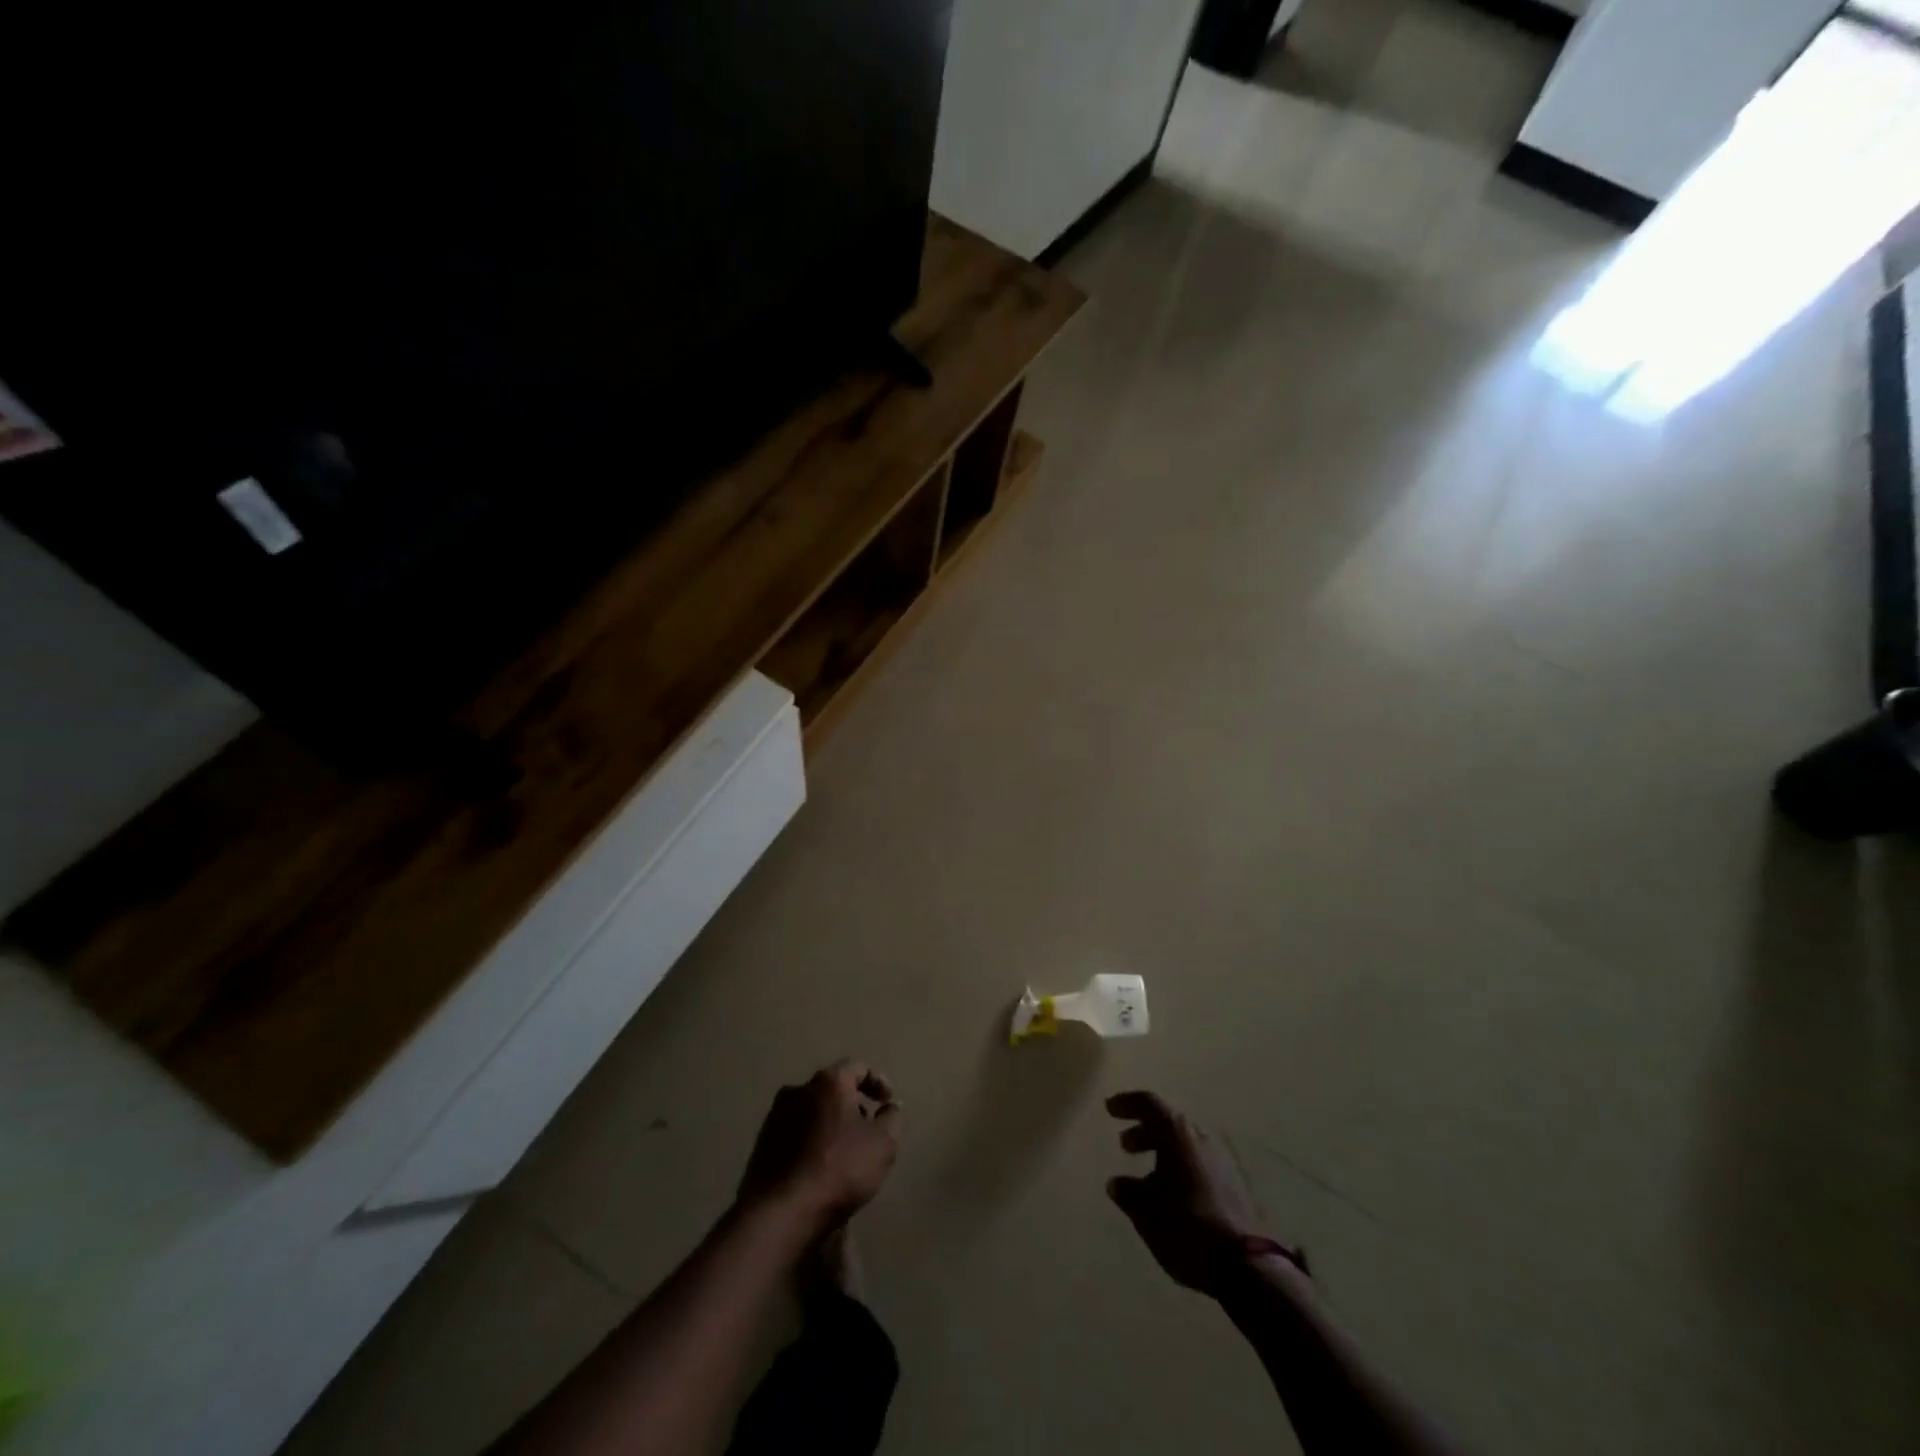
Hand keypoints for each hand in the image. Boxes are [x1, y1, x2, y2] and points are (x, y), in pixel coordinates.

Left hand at [739, 1061, 901, 1231]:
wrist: (781, 1212)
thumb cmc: (839, 1169)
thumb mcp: (882, 1144)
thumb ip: (892, 1118)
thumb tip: (889, 1108)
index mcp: (829, 1082)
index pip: (858, 1068)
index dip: (878, 1081)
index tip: (887, 1102)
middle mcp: (799, 1089)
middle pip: (832, 1089)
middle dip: (852, 1105)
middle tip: (867, 1129)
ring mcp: (776, 1116)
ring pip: (812, 1111)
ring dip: (829, 1124)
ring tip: (843, 1152)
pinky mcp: (762, 1143)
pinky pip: (795, 1133)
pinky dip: (811, 1142)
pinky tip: (819, 1167)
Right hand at [1106, 1090, 1291, 1296]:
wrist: (1246, 1265)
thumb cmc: (1185, 1227)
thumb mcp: (1145, 1212)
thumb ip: (1128, 1193)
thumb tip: (1116, 1183)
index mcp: (1177, 1134)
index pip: (1149, 1104)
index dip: (1127, 1103)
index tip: (1110, 1109)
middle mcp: (1201, 1139)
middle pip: (1169, 1123)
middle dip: (1145, 1132)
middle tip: (1126, 1146)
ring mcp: (1223, 1161)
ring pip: (1187, 1146)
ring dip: (1164, 1153)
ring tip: (1147, 1178)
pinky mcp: (1237, 1186)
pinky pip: (1201, 1166)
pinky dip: (1182, 1170)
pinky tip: (1173, 1196)